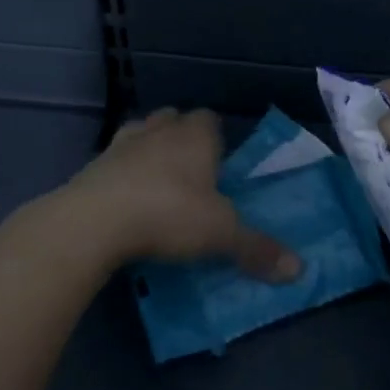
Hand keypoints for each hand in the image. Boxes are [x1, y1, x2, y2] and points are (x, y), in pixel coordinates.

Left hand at [63, 109, 299, 279]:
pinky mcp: (90, 167)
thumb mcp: (221, 236)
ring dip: (148, 150)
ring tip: (156, 182)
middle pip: (173, 120)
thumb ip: (257, 249)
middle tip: (191, 172)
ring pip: (140, 134)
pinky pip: (111, 162)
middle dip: (181, 138)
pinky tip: (124, 201)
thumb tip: (299, 270)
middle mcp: (159, 131)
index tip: (220, 163)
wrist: (92, 223)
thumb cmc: (169, 215)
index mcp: (195, 136)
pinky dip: (119, 175)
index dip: (215, 137)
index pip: (210, 120)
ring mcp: (120, 146)